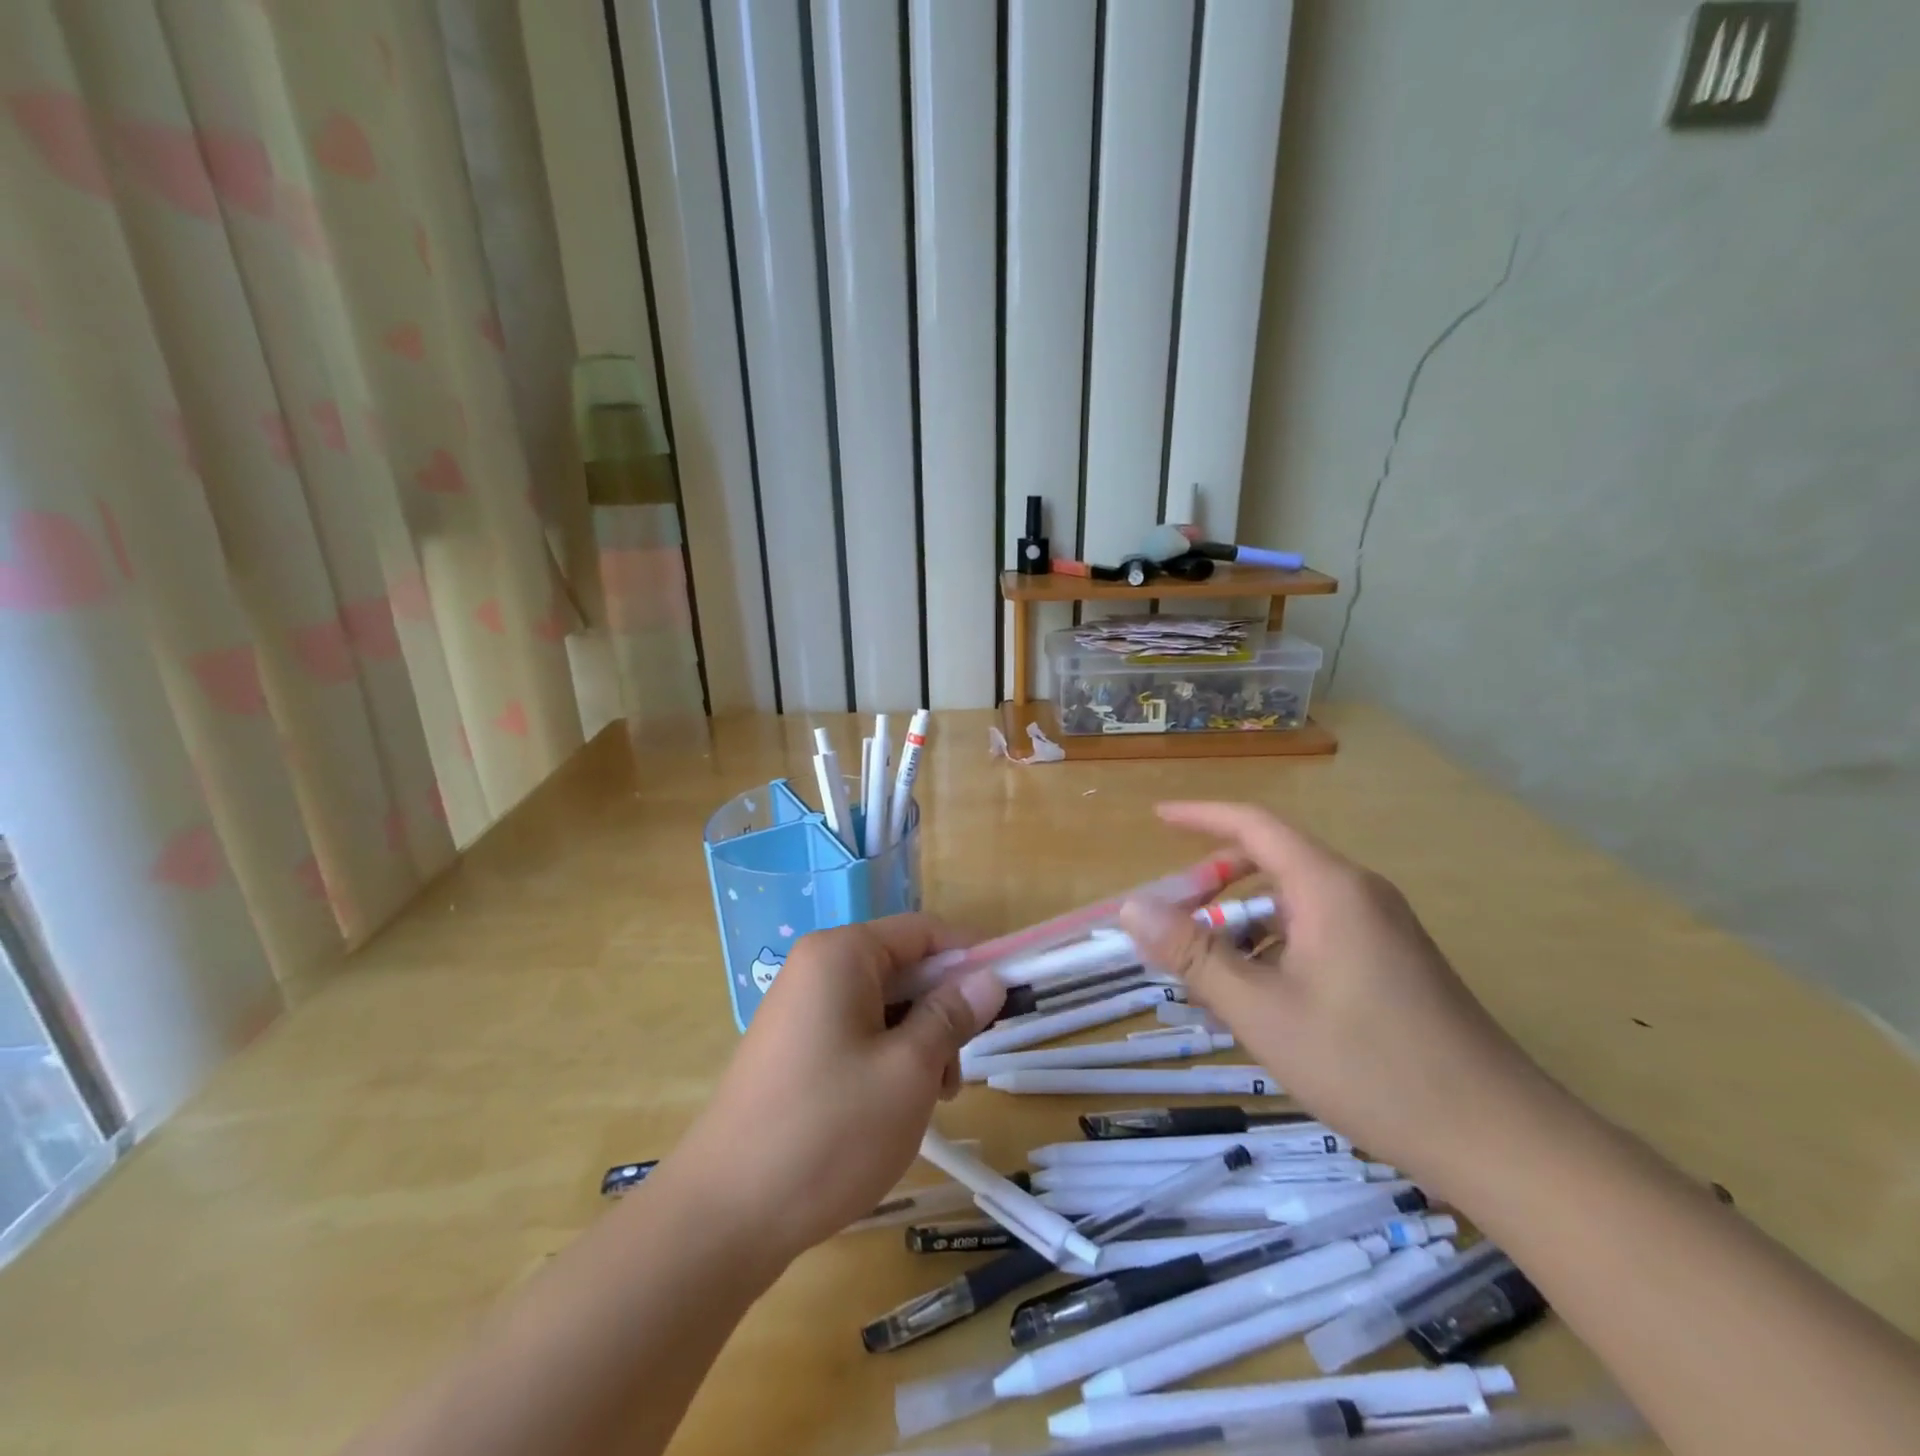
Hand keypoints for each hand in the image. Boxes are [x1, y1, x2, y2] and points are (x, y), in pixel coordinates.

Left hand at [665, 914, 1005, 1267]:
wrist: (725, 1216)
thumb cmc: (829, 1130)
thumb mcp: (909, 1070)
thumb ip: (952, 1015)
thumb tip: (988, 977)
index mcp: (841, 954)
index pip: (923, 931)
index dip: (971, 955)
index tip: (1010, 991)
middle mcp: (816, 969)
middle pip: (903, 968)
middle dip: (942, 1011)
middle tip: (960, 1070)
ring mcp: (800, 1011)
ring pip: (883, 1007)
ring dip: (918, 1043)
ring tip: (928, 1101)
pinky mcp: (793, 1050)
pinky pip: (856, 1034)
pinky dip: (887, 1060)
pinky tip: (893, 1109)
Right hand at [1119, 802, 1543, 1181]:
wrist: (1500, 1139)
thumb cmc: (1369, 1066)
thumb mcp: (1262, 1012)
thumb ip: (1192, 955)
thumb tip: (1132, 907)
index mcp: (1329, 888)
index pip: (1254, 825)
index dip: (1200, 816)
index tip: (1156, 818)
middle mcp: (1358, 894)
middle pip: (1272, 864)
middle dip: (1214, 886)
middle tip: (1171, 921)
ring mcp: (1382, 928)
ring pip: (1293, 906)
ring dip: (1244, 927)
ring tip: (1208, 976)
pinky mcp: (1393, 962)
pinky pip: (1318, 934)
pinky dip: (1275, 949)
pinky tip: (1261, 1001)